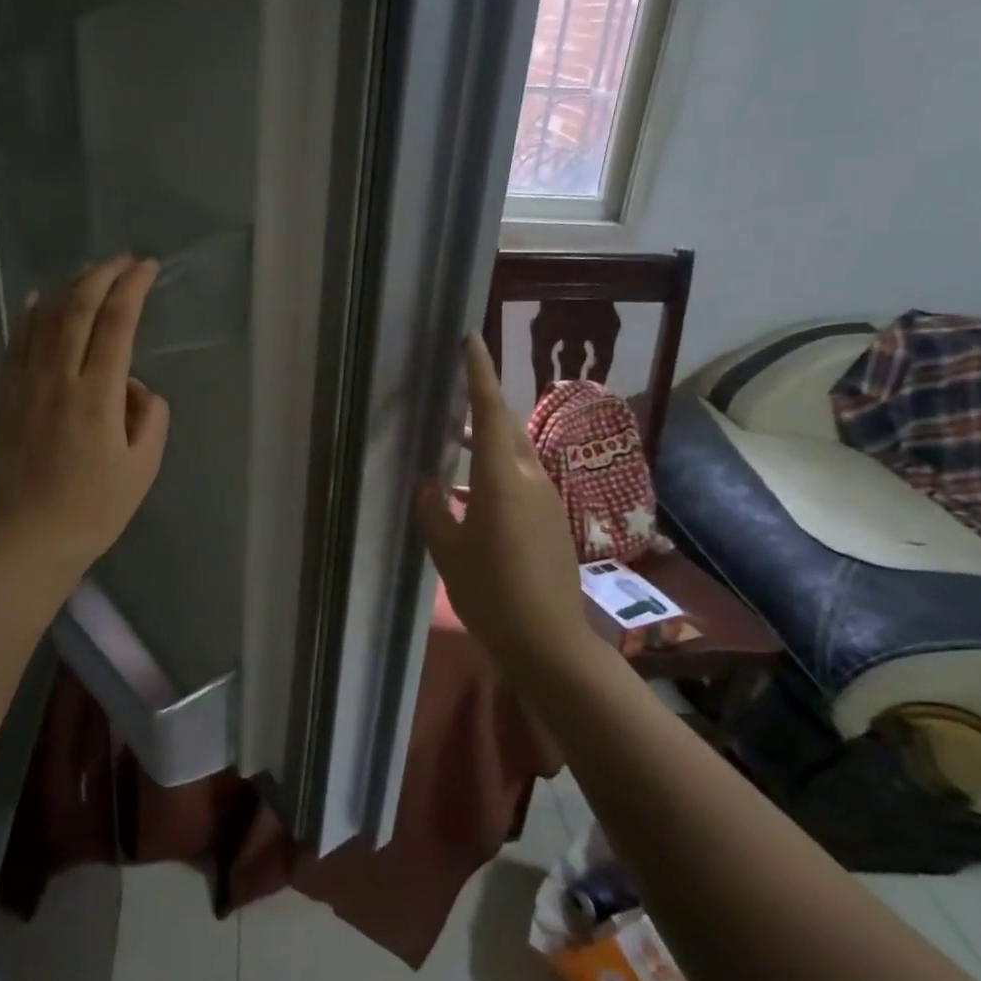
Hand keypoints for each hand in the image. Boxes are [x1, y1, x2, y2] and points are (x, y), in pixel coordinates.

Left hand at [0, 255, 170, 586]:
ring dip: (69, 286)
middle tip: (123, 259)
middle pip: (79, 308)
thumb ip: (151, 417)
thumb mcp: (144, 468)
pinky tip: (39, 298)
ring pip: (45, 318)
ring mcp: (25, 384)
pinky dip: (30, 315)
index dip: (133, 287)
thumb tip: (134, 386)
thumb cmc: (94, 508)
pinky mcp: (5, 397)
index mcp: (97, 395)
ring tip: (89, 269)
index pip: (117, 323)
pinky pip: (16, 343)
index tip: (148, 268)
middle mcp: (59, 378)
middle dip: (103, 274)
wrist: (28, 538)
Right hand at [415, 335, 594, 668]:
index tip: (471, 339)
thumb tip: (428, 483)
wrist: (549, 641)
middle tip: (458, 386)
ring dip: (491, 437)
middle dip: (485, 401)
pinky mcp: (552, 519)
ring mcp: (547, 499)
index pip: (490, 412)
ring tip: (459, 437)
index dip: (480, 373)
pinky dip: (499, 467)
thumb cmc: (491, 593)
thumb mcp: (448, 551)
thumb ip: (433, 510)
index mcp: (502, 479)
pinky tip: (476, 490)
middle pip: (508, 426)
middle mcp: (531, 479)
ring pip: (517, 452)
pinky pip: (523, 477)